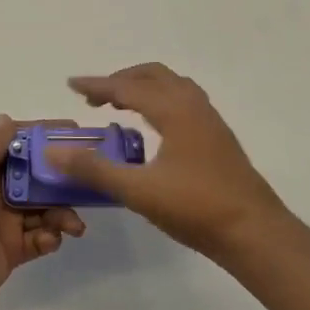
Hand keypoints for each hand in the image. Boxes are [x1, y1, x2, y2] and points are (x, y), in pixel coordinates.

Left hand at [0, 115, 85, 309]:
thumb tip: (5, 119)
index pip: (19, 145)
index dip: (44, 138)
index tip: (73, 131)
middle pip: (38, 178)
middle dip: (62, 179)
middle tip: (86, 181)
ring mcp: (8, 220)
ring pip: (45, 209)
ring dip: (62, 213)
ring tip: (72, 224)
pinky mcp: (16, 248)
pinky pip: (42, 238)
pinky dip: (50, 237)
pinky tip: (49, 239)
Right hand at [51, 64, 288, 259]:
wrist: (256, 233)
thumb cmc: (197, 208)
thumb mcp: (138, 191)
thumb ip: (95, 169)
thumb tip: (54, 152)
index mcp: (175, 110)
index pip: (128, 87)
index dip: (97, 84)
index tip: (71, 84)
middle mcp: (194, 106)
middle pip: (153, 76)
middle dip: (121, 80)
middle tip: (95, 97)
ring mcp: (210, 121)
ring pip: (172, 86)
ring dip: (143, 88)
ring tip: (121, 105)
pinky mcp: (218, 139)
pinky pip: (183, 102)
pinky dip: (160, 101)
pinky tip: (153, 129)